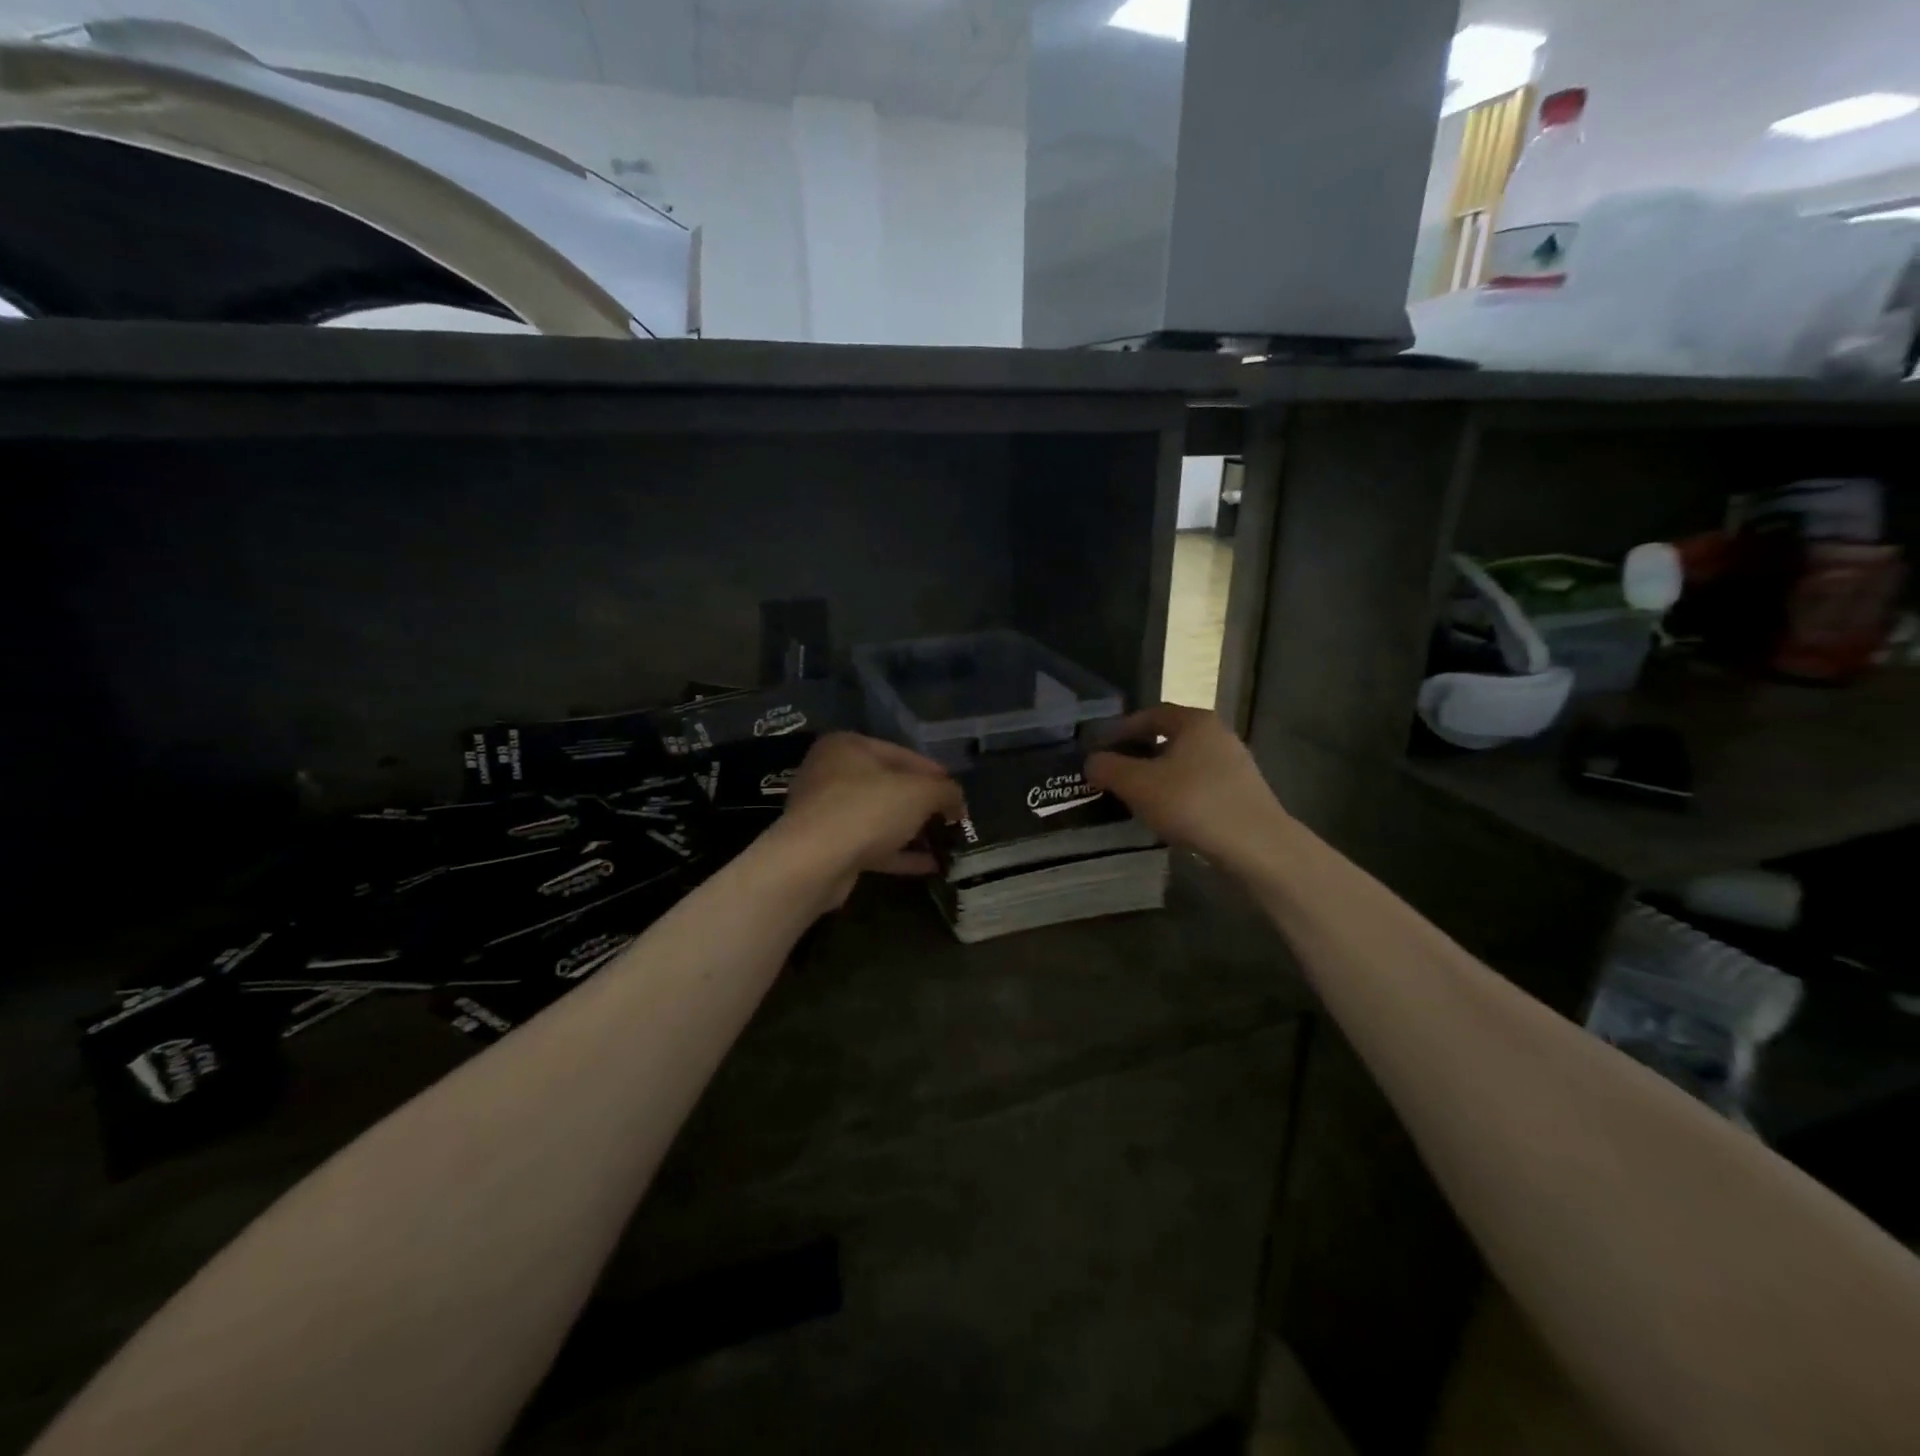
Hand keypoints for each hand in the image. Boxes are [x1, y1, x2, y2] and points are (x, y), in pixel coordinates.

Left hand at [773, 733, 965, 906]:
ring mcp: (826, 812)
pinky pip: (870, 845)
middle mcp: (831, 773)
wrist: (814, 862)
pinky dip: (899, 853)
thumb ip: (945, 792)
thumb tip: (958, 802)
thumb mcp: (920, 792)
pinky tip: (929, 865)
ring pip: (879, 818)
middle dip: (923, 805)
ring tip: (945, 844)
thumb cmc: (868, 809)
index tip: (958, 795)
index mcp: (848, 746)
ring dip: (912, 831)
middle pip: (889, 786)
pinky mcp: (827, 846)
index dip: (936, 775)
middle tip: (952, 820)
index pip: (903, 754)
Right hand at [1085, 705, 1286, 870]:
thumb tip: (1092, 761)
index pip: (1151, 714)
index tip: (1101, 748)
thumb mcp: (1138, 784)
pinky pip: (1200, 785)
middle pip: (1169, 738)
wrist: (1257, 845)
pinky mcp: (1243, 793)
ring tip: (1136, 797)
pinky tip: (1167, 815)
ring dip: (1159, 776)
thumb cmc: (1192, 803)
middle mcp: (1218, 734)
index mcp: (1195, 721)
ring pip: (1185, 763)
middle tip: (1115, 773)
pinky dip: (1179, 793)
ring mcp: (1235, 764)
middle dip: (1139, 754)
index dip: (1121, 729)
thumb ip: (1108, 768)